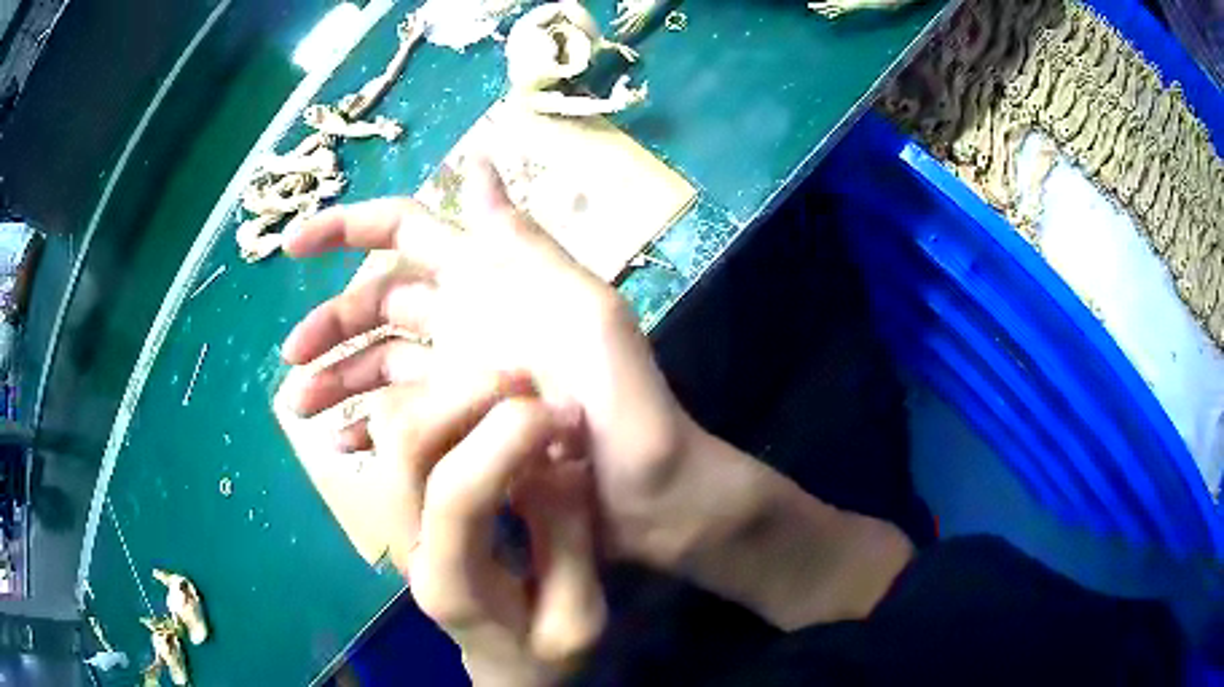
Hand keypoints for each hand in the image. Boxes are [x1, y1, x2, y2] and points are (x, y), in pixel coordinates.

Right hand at [280, 159, 726, 566]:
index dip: (349, 229)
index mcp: (487, 282)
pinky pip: (402, 420)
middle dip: (331, 323)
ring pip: (380, 364)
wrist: (643, 487)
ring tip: (298, 407)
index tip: (293, 245)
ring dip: (337, 379)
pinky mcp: (462, 430)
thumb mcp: (579, 305)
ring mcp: (460, 379)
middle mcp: (466, 322)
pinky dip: (369, 427)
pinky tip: (342, 445)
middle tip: (292, 358)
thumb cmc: (618, 398)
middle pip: (377, 304)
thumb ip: (522, 240)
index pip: (405, 233)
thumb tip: (479, 161)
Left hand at [369, 380, 604, 685]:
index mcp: (452, 584)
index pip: (455, 496)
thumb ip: (567, 542)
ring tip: (506, 386)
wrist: (501, 666)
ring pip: (390, 424)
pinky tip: (479, 402)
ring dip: (445, 391)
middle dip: (465, 396)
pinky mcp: (402, 500)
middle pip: (403, 443)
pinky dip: (433, 399)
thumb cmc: (541, 652)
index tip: (561, 418)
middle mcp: (405, 542)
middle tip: (527, 383)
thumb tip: (558, 459)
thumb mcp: (578, 618)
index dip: (507, 442)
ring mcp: (395, 516)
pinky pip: (396, 427)